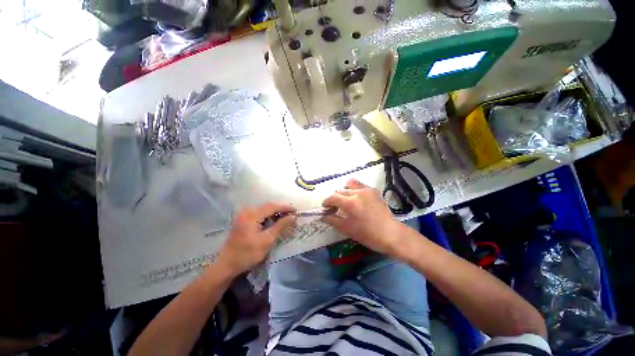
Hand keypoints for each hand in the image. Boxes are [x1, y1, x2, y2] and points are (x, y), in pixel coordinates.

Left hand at [216, 203, 295, 275]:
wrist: (227, 265)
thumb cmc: (247, 254)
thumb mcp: (267, 240)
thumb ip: (280, 226)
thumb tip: (293, 217)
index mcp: (252, 216)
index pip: (272, 206)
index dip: (285, 207)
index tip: (296, 210)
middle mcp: (247, 212)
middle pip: (268, 206)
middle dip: (281, 209)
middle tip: (292, 214)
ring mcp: (243, 215)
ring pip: (264, 210)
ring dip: (275, 213)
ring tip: (286, 217)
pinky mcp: (243, 220)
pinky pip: (259, 214)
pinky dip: (268, 216)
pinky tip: (274, 221)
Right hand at [322, 179, 404, 257]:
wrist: (390, 233)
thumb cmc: (367, 234)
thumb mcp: (347, 229)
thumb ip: (332, 220)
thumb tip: (323, 216)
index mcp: (349, 203)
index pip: (332, 197)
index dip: (326, 202)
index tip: (325, 208)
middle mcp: (357, 192)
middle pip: (340, 191)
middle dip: (335, 198)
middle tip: (335, 207)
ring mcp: (367, 190)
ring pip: (349, 185)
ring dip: (344, 192)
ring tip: (346, 201)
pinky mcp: (374, 191)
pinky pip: (360, 186)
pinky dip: (355, 190)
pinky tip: (357, 198)